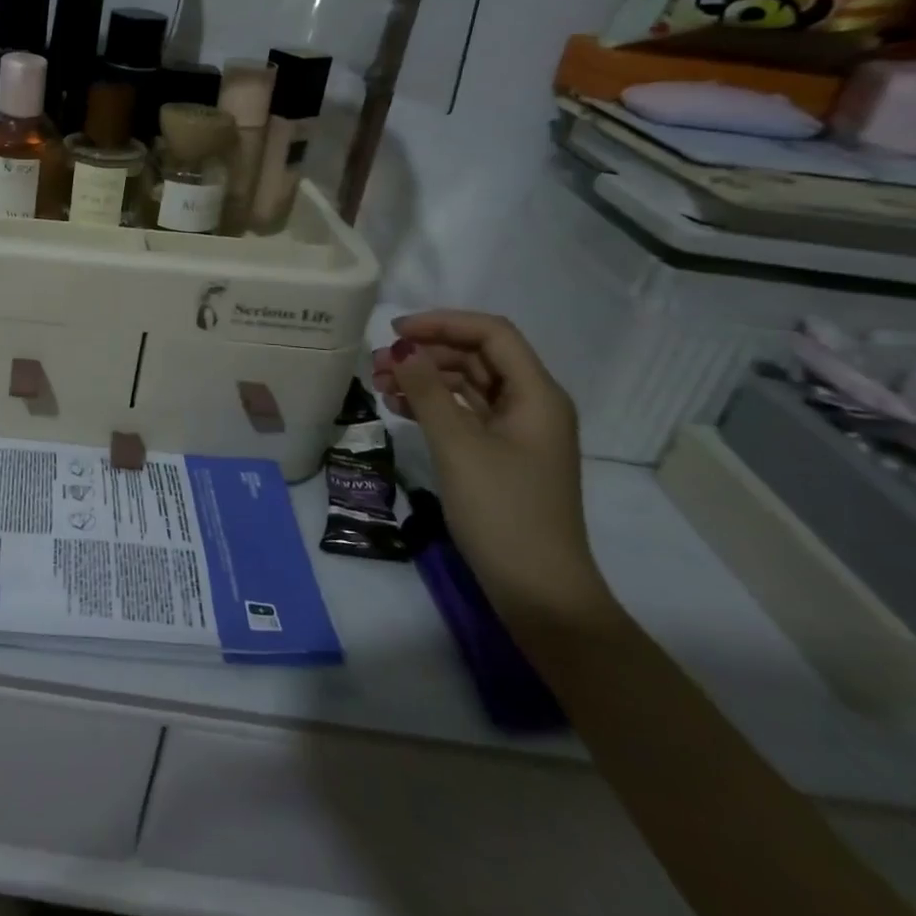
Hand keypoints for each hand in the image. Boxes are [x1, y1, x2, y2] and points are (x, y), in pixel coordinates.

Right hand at [372, 310, 612, 627]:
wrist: (539, 592)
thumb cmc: (503, 511)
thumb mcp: (458, 445)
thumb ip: (427, 390)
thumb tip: (401, 348)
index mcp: (537, 395)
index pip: (491, 334)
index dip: (443, 323)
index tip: (394, 332)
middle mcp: (532, 405)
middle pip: (477, 356)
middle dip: (426, 352)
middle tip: (376, 363)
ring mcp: (517, 432)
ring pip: (467, 384)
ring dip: (424, 378)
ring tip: (379, 385)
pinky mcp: (501, 455)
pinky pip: (464, 413)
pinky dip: (432, 405)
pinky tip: (398, 409)